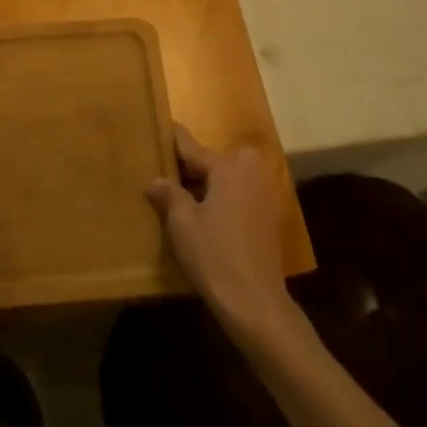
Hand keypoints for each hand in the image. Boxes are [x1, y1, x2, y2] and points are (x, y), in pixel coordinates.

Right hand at [146, 126, 294, 338]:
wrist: (255, 302)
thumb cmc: (214, 255)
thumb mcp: (182, 223)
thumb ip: (169, 195)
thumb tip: (156, 180)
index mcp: (228, 168)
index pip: (192, 147)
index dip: (174, 139)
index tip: (163, 124)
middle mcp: (250, 174)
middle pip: (216, 160)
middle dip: (195, 165)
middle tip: (169, 177)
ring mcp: (264, 196)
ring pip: (230, 178)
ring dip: (211, 183)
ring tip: (184, 198)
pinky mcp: (270, 218)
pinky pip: (241, 195)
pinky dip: (224, 199)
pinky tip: (207, 218)